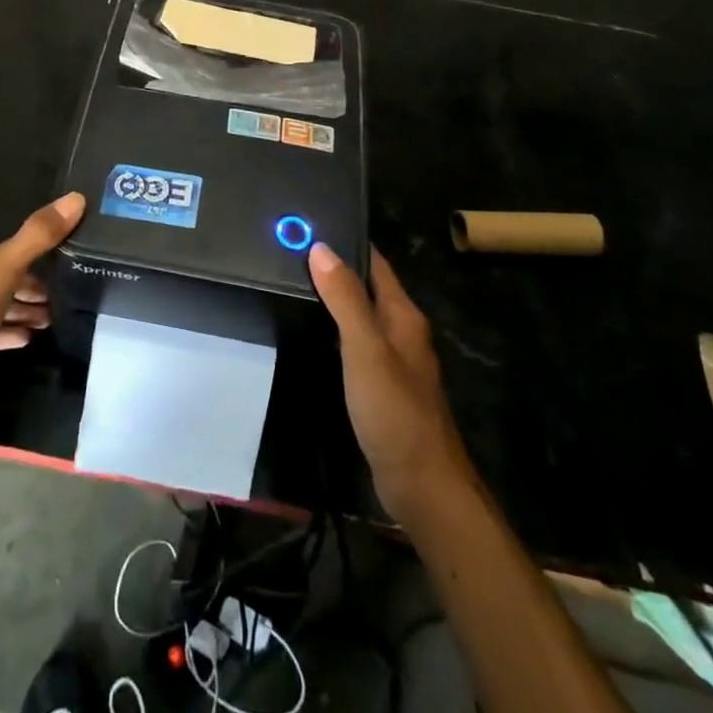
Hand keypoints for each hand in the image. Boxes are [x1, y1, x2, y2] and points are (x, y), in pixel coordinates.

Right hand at [309, 244, 473, 523]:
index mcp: (403, 315)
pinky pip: (357, 345)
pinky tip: (313, 334)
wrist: (423, 486)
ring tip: (293, 285)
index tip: (308, 226)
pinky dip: (336, 331)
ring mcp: (395, 362)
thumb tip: (321, 247)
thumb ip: (345, 299)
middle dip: (335, 269)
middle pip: (367, 288)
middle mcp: (402, 332)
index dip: (346, 243)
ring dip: (335, 300)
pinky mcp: (384, 388)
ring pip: (362, 317)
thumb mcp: (366, 349)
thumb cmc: (395, 411)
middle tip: (290, 253)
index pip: (374, 264)